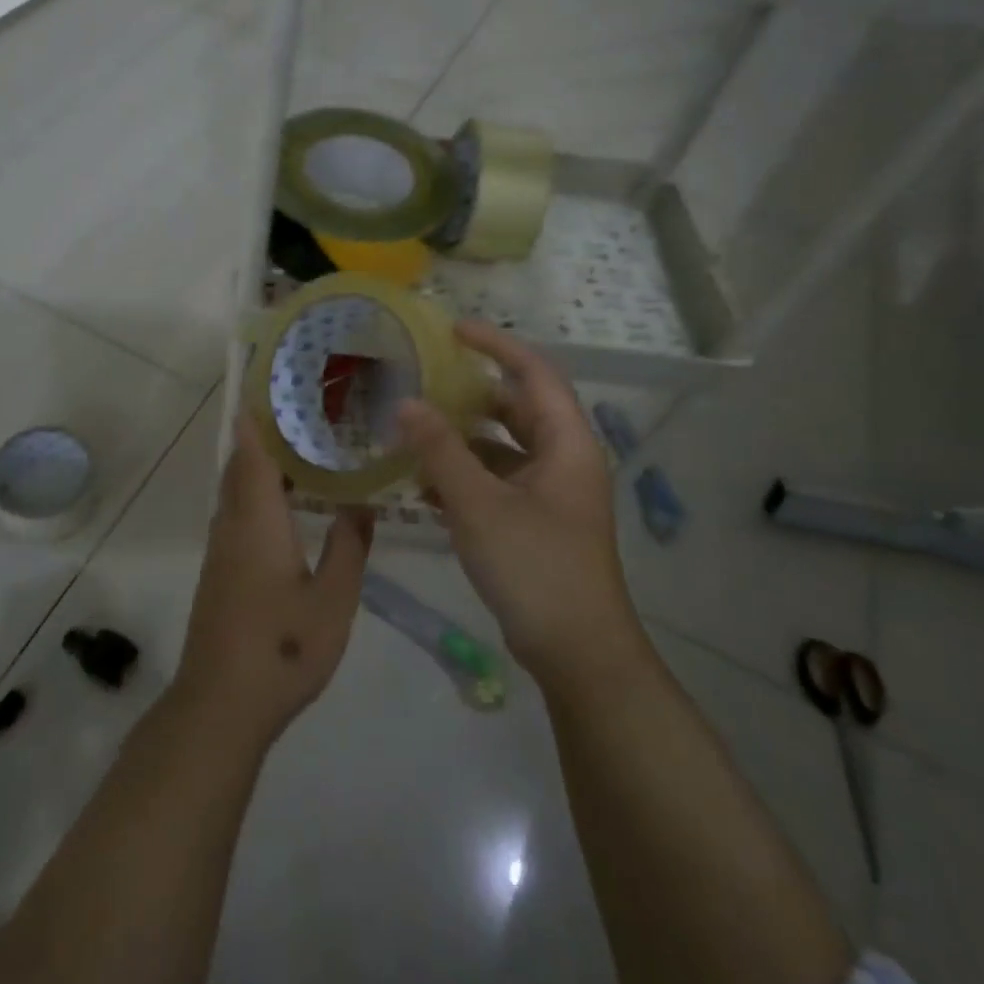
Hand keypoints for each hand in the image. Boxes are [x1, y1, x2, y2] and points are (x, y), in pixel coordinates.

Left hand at [172, 416, 372, 749]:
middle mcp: (232, 526)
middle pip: (240, 467)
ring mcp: (220, 551)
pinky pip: (236, 515)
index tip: (270, 388)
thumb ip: (348, 547)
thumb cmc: (282, 647)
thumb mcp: (333, 600)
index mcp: (257, 521)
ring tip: (301, 452)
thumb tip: (360, 504)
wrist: (221, 704)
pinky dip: (256, 495)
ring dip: (259, 467)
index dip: (257, 419)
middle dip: (262, 437)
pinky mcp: (219, 573)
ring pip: (235, 492)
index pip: (251, 454)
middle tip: (302, 415)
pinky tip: (286, 509)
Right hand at [397, 321, 640, 687]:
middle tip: (421, 379)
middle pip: (514, 408)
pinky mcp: (534, 522)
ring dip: (459, 438)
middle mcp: (562, 460)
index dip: (496, 345)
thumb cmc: (536, 568)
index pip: (534, 373)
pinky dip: (462, 475)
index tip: (452, 329)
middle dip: (468, 393)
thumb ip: (441, 450)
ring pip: (500, 447)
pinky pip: (494, 481)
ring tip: (410, 428)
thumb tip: (405, 402)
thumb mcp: (480, 504)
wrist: (577, 654)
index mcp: (566, 444)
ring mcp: (549, 493)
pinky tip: (421, 485)